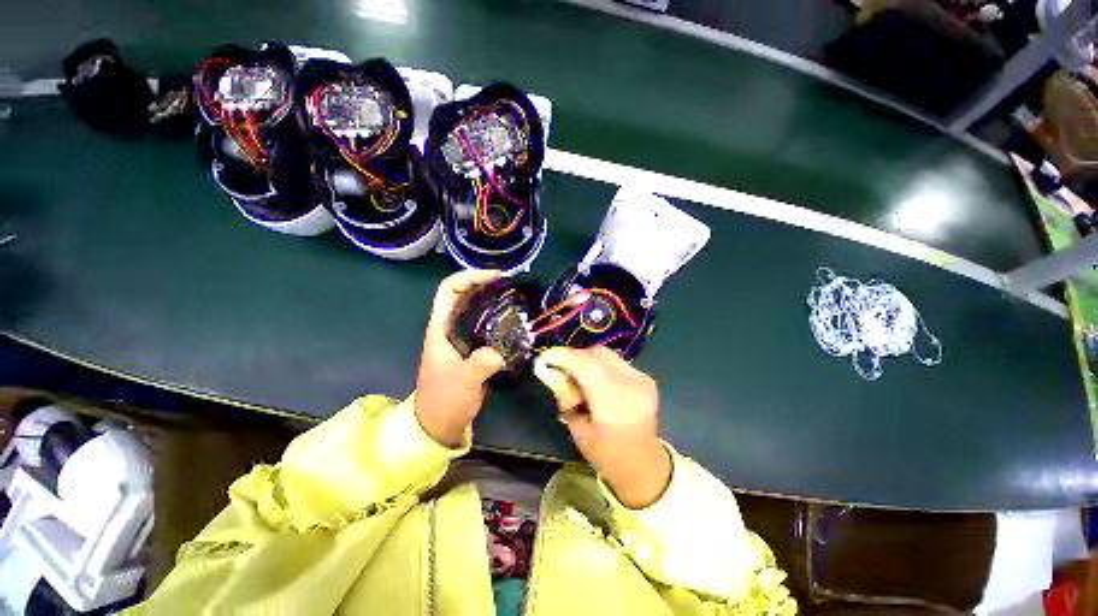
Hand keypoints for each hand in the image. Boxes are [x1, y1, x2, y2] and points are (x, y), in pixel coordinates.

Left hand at [415, 270, 505, 446]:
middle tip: (515, 283)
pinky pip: (489, 325)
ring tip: (520, 297)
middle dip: (488, 284)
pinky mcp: (476, 347)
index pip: (449, 290)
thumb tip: (500, 353)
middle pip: (467, 294)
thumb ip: (480, 365)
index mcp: (441, 328)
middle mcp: (452, 327)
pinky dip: (502, 318)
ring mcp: (464, 337)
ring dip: (496, 299)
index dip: (469, 277)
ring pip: (479, 309)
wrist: (442, 422)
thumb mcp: (462, 382)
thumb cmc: (444, 400)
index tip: (495, 276)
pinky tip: (518, 321)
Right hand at [534, 347, 670, 508]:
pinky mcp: (645, 378)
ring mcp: (640, 378)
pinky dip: (601, 367)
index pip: (585, 364)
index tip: (545, 357)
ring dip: (588, 361)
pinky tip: (598, 384)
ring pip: (606, 355)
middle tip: (562, 371)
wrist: (643, 464)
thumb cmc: (607, 454)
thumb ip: (566, 398)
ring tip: (580, 380)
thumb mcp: (578, 430)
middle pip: (596, 354)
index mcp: (614, 400)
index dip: (563, 356)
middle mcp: (630, 383)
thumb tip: (554, 374)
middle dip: (574, 357)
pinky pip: (616, 362)